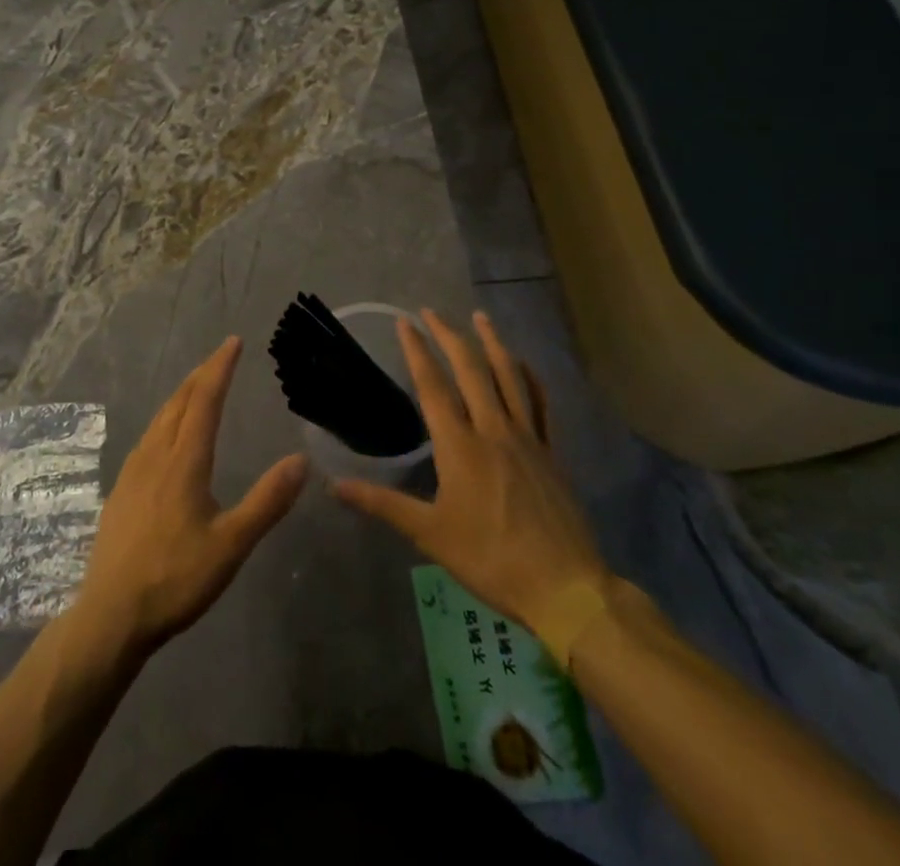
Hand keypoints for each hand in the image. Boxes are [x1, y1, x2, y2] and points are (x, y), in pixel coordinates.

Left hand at [74, 336, 307, 659]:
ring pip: (160, 418)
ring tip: (197, 385)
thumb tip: (301, 460)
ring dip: (182, 394)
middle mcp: (156, 455)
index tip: (233, 342)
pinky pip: (148, 437)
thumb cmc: (175, 579)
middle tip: (220, 356)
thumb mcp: (231, 544)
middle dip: (201, 374)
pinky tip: (166, 434)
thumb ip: (267, 501)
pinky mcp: (121, 490)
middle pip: (179, 401)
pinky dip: (166, 418)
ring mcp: (133, 471)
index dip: (220, 368)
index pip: (205, 400)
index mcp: (184, 461)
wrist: (111, 614)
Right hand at [333, 310, 608, 639]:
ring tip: (480, 316)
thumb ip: (382, 505)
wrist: (565, 588)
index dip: (417, 351)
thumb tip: (334, 486)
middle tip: (432, 311)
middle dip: (449, 336)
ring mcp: (527, 438)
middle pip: (471, 370)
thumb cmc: (490, 559)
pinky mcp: (551, 452)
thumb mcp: (430, 535)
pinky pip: (540, 404)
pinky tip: (523, 364)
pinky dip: (530, 378)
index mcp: (460, 445)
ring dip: (492, 342)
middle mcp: (493, 429)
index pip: (433, 386)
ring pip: (508, 377)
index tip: (405, 323)